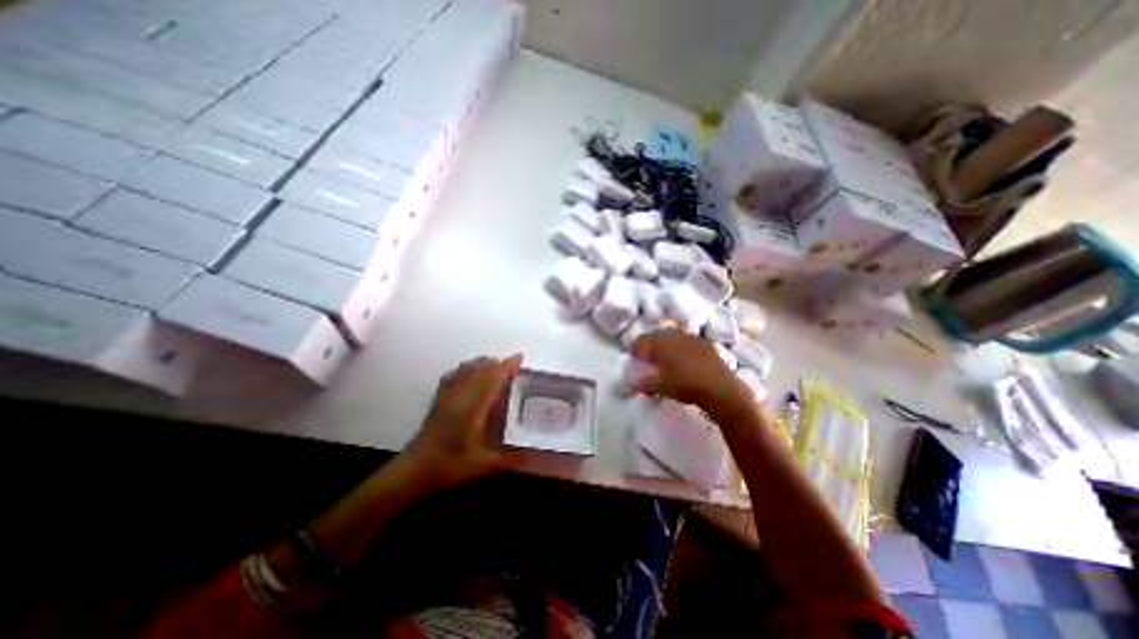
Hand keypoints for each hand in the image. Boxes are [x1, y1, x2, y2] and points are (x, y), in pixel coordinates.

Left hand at [403, 354, 521, 488]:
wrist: (414, 470)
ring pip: (467, 368)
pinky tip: (471, 373)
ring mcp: (447, 394)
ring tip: (496, 367)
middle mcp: (460, 395)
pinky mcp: (439, 398)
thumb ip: (511, 459)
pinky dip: (467, 368)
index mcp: (472, 406)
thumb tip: (537, 458)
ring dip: (483, 364)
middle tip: (513, 366)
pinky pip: (454, 374)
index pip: (492, 378)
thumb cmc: (449, 465)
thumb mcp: (483, 464)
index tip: (519, 357)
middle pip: (480, 369)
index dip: (507, 366)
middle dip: (498, 363)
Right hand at [633, 329, 749, 409]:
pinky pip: (688, 340)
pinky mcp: (705, 343)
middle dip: (651, 342)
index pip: (642, 340)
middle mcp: (674, 335)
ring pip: (674, 335)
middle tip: (648, 354)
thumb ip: (644, 383)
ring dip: (667, 342)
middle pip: (657, 334)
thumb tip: (632, 382)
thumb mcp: (660, 387)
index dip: (635, 346)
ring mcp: (691, 337)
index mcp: (660, 343)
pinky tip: (685, 357)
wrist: (719, 388)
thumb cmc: (684, 386)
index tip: (633, 354)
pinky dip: (683, 346)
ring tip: (666, 355)